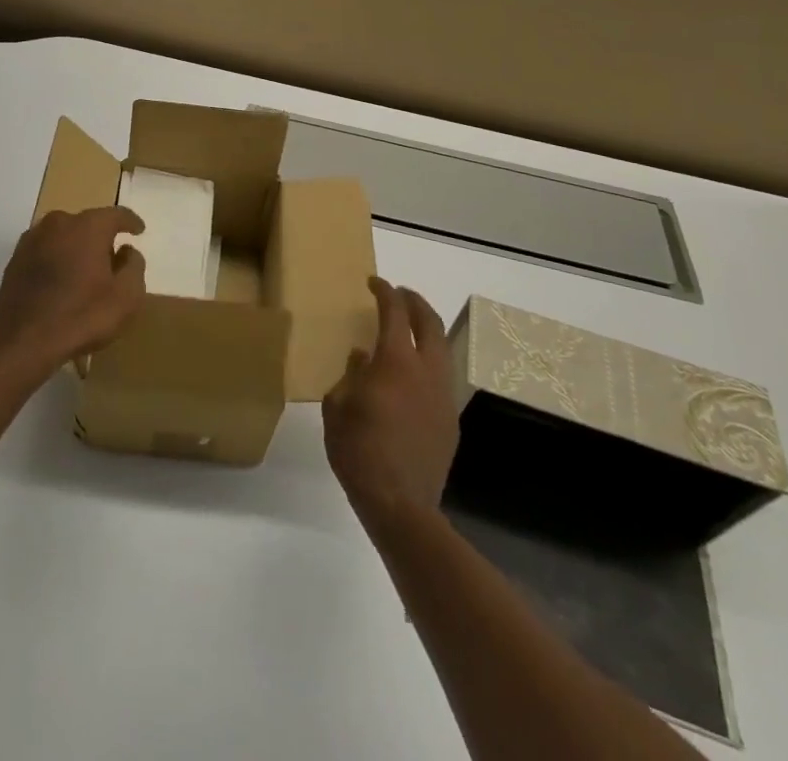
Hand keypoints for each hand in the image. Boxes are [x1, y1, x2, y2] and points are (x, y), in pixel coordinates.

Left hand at [0, 207, 146, 376]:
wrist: (21, 342)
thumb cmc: (81, 315)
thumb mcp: (126, 296)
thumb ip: (134, 266)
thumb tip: (126, 251)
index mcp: (88, 226)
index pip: (116, 214)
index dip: (131, 222)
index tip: (139, 230)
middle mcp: (58, 223)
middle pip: (87, 224)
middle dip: (101, 238)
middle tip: (112, 261)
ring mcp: (32, 240)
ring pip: (63, 237)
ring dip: (76, 249)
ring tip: (84, 273)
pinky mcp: (15, 260)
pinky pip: (45, 252)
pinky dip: (57, 261)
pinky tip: (61, 283)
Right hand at [323, 277, 458, 529]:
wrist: (401, 505)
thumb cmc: (359, 451)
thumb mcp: (337, 409)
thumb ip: (349, 376)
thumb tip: (361, 358)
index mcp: (395, 361)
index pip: (394, 312)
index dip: (385, 291)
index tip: (374, 282)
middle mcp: (426, 370)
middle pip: (429, 321)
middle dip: (414, 301)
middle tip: (399, 294)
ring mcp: (443, 394)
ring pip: (442, 348)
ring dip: (426, 330)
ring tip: (409, 329)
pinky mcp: (450, 419)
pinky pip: (442, 377)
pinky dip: (429, 361)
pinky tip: (412, 375)